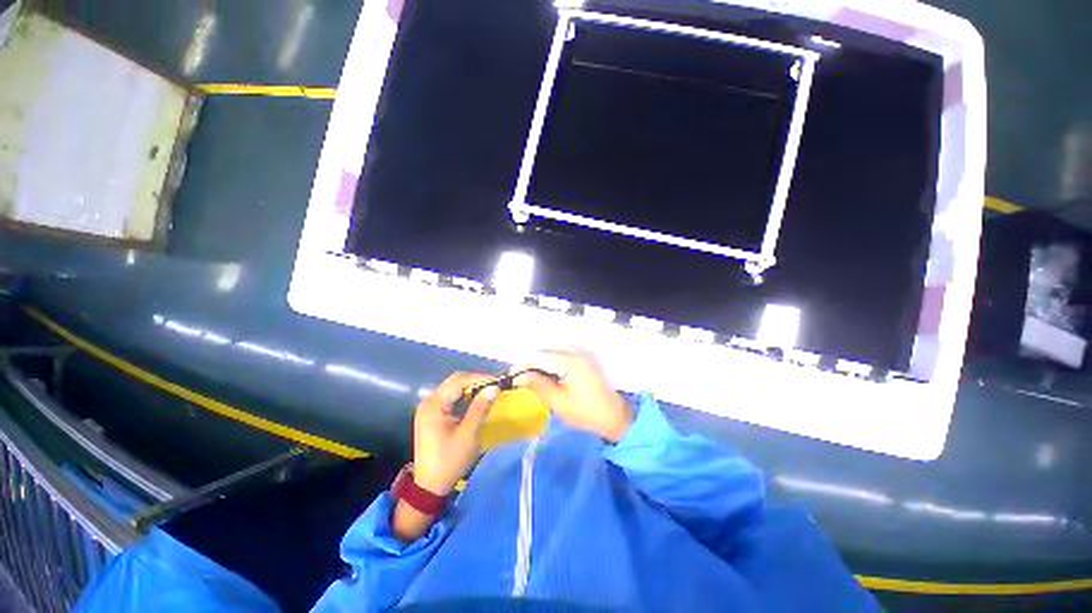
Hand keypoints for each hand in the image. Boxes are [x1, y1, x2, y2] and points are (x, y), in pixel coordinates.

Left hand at [412, 372, 498, 495]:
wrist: (429, 486)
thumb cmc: (449, 460)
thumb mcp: (468, 434)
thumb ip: (480, 408)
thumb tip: (495, 387)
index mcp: (434, 405)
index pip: (459, 381)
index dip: (480, 378)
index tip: (498, 380)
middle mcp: (428, 401)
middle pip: (454, 381)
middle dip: (475, 380)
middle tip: (494, 385)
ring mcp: (428, 408)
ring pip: (452, 388)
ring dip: (470, 387)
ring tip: (489, 390)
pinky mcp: (431, 414)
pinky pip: (450, 397)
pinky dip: (464, 395)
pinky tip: (476, 400)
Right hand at [514, 348, 633, 441]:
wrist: (613, 415)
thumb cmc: (585, 412)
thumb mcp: (558, 401)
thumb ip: (538, 385)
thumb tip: (518, 376)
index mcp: (572, 360)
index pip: (542, 356)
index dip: (525, 364)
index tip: (512, 374)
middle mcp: (578, 351)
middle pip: (548, 351)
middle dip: (533, 362)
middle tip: (521, 377)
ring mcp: (584, 352)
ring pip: (555, 351)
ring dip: (543, 361)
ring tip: (532, 375)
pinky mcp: (586, 357)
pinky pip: (564, 353)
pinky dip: (553, 361)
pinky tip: (548, 372)